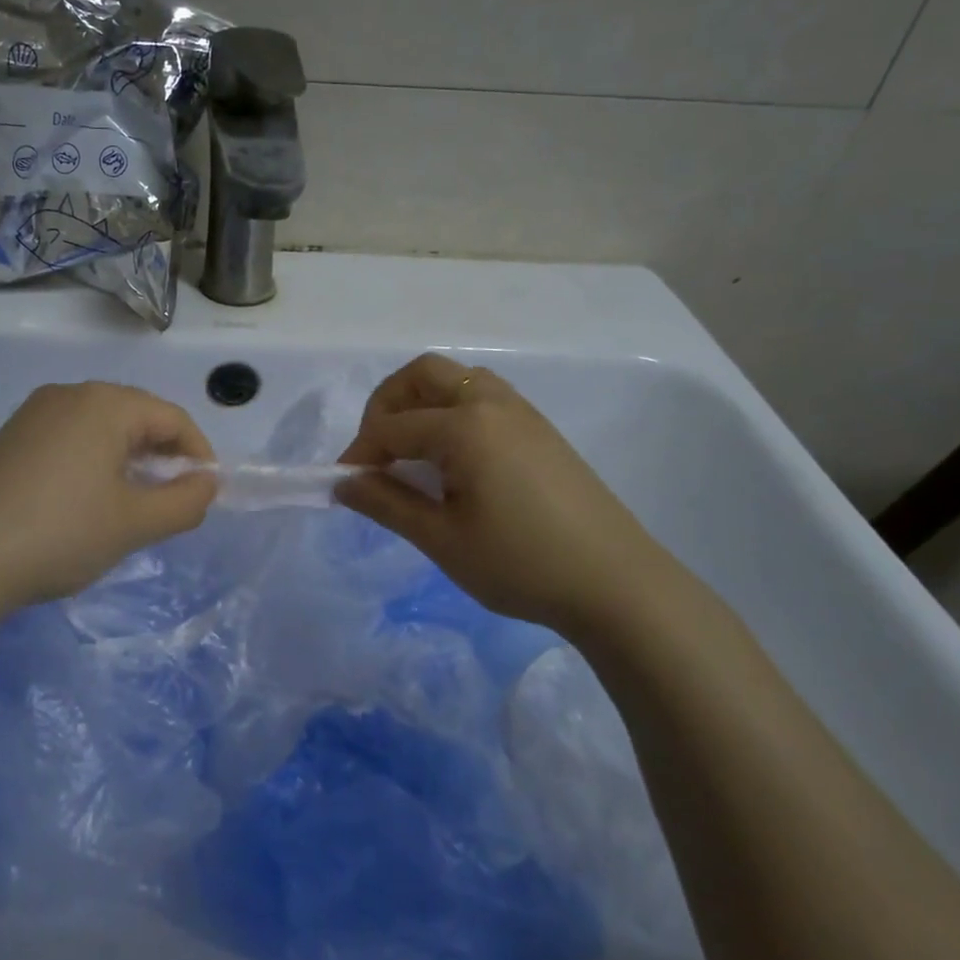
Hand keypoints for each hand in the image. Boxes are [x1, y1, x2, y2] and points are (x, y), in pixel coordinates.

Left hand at [0, 381, 217, 611]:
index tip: (205, 494)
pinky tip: (85, 504)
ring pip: (100, 430)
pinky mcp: (8, 440)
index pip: (172, 418)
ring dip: (128, 462)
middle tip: (171, 503)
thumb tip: (206, 483)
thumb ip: (185, 502)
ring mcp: (32, 416)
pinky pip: (68, 441)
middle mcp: (67, 395)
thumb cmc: (59, 534)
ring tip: (131, 507)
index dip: (199, 454)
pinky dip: (92, 465)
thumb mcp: (135, 524)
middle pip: (136, 417)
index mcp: (104, 404)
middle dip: (162, 458)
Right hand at [337, 354, 678, 640]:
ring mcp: (522, 412)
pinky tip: (454, 460)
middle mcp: (491, 403)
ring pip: (456, 381)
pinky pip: (483, 397)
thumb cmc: (520, 564)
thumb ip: (386, 504)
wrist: (616, 584)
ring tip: (412, 453)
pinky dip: (452, 412)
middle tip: (376, 452)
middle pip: (422, 374)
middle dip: (386, 405)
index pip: (390, 427)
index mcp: (464, 426)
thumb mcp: (441, 540)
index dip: (359, 455)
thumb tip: (342, 483)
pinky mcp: (540, 429)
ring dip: (422, 403)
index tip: (347, 488)